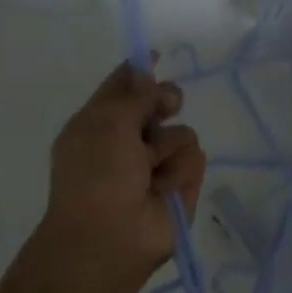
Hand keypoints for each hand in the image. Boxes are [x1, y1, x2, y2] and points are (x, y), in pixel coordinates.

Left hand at [40, 61, 205, 283]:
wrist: (110, 237)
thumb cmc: (96, 175)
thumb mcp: (106, 122)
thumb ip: (133, 93)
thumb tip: (149, 74)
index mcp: (100, 123)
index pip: (123, 88)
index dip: (139, 72)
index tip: (155, 55)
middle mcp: (129, 141)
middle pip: (160, 105)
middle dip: (165, 102)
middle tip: (167, 106)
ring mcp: (158, 165)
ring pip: (183, 133)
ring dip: (167, 149)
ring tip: (150, 172)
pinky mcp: (182, 186)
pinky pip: (195, 160)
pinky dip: (179, 172)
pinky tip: (164, 190)